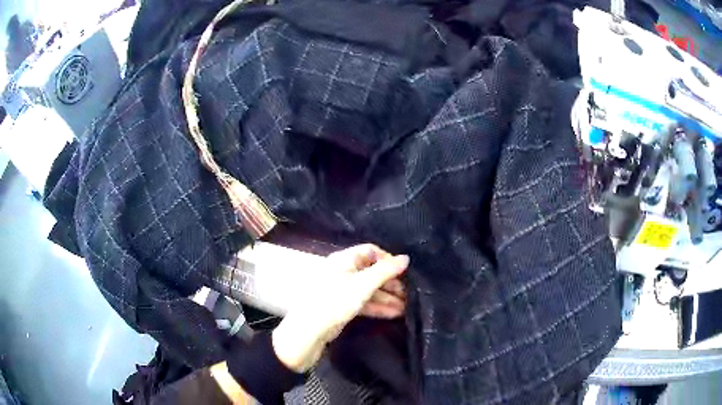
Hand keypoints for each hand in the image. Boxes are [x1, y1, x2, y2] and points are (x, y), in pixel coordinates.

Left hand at [272, 244, 408, 372]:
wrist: (309, 331)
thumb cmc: (335, 301)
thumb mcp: (362, 285)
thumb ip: (385, 271)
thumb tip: (406, 258)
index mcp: (343, 260)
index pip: (370, 251)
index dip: (387, 259)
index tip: (403, 271)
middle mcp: (343, 272)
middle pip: (371, 272)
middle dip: (390, 282)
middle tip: (409, 293)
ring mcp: (342, 291)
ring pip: (369, 290)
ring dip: (388, 297)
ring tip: (407, 307)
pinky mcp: (342, 307)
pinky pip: (364, 303)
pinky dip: (379, 307)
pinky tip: (394, 313)